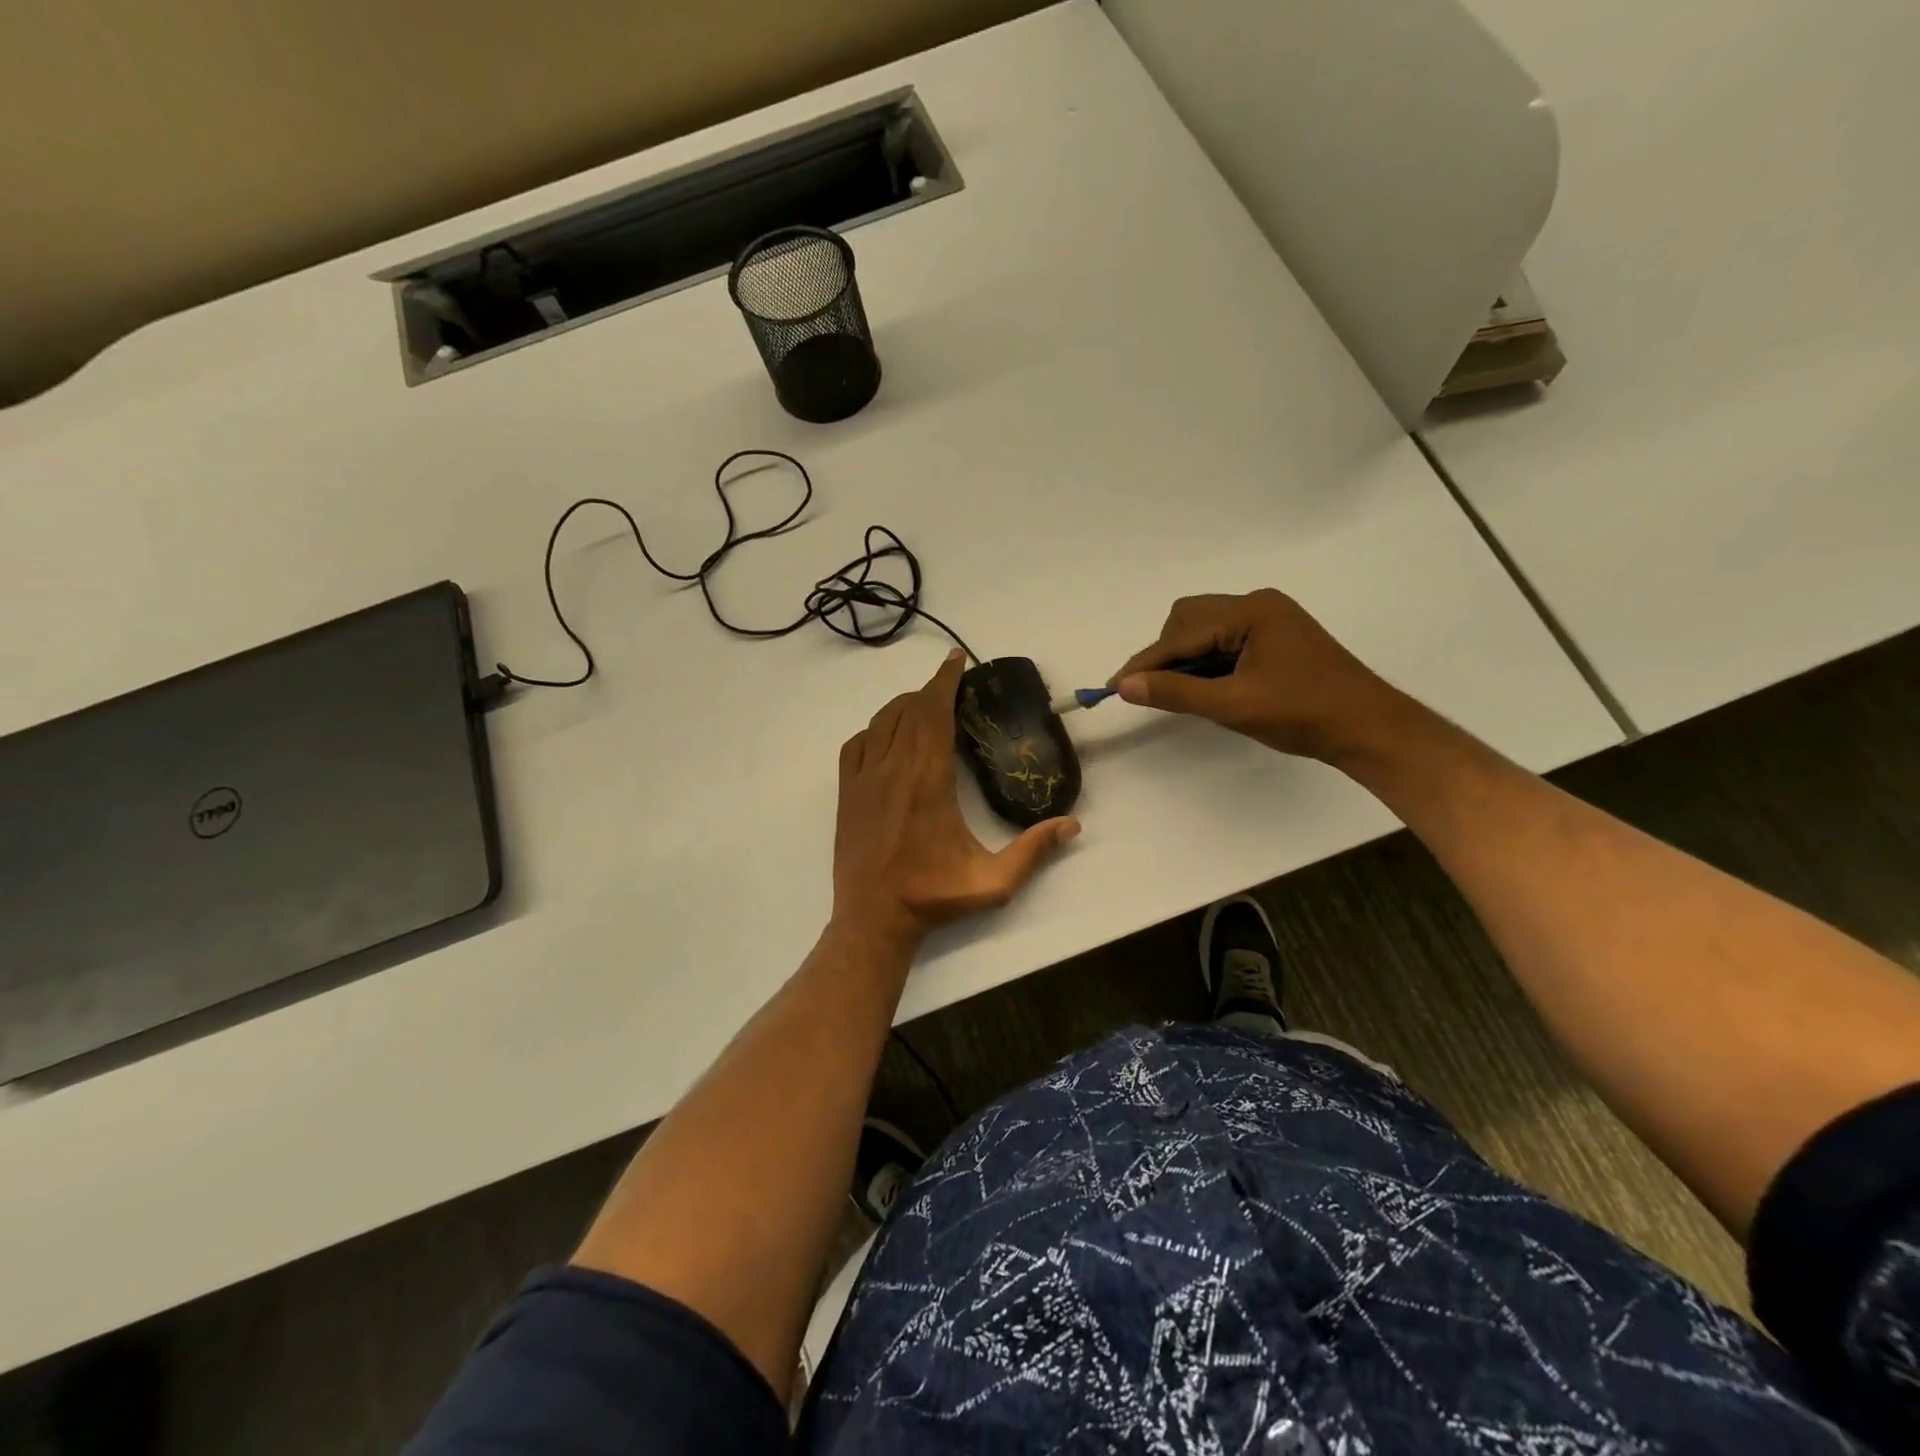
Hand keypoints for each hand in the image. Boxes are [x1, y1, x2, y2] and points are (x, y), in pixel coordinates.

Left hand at [833, 650, 1080, 947]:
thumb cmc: (933, 896)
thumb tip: (1072, 825)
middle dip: (931, 689)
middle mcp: (893, 769)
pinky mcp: (846, 793)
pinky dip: (874, 729)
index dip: (945, 682)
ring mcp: (864, 779)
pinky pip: (856, 744)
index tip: (957, 660)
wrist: (873, 919)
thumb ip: (1034, 851)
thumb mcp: (993, 881)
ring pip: (882, 722)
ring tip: (925, 704)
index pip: (935, 714)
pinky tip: (887, 736)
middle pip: (910, 710)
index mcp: (928, 780)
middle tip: (951, 682)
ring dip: (904, 706)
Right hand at [1112, 589, 1403, 761]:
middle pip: (1189, 619)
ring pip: (1205, 629)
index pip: (1182, 634)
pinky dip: (1207, 661)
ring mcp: (1269, 619)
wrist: (1368, 729)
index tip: (1114, 686)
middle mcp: (1258, 605)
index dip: (1146, 662)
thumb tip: (1126, 685)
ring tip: (1180, 691)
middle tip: (1153, 690)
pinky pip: (1225, 640)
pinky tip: (1206, 686)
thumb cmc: (1303, 714)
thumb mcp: (1232, 705)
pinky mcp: (1275, 638)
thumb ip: (1176, 692)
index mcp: (1251, 612)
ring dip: (1185, 658)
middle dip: (1165, 654)